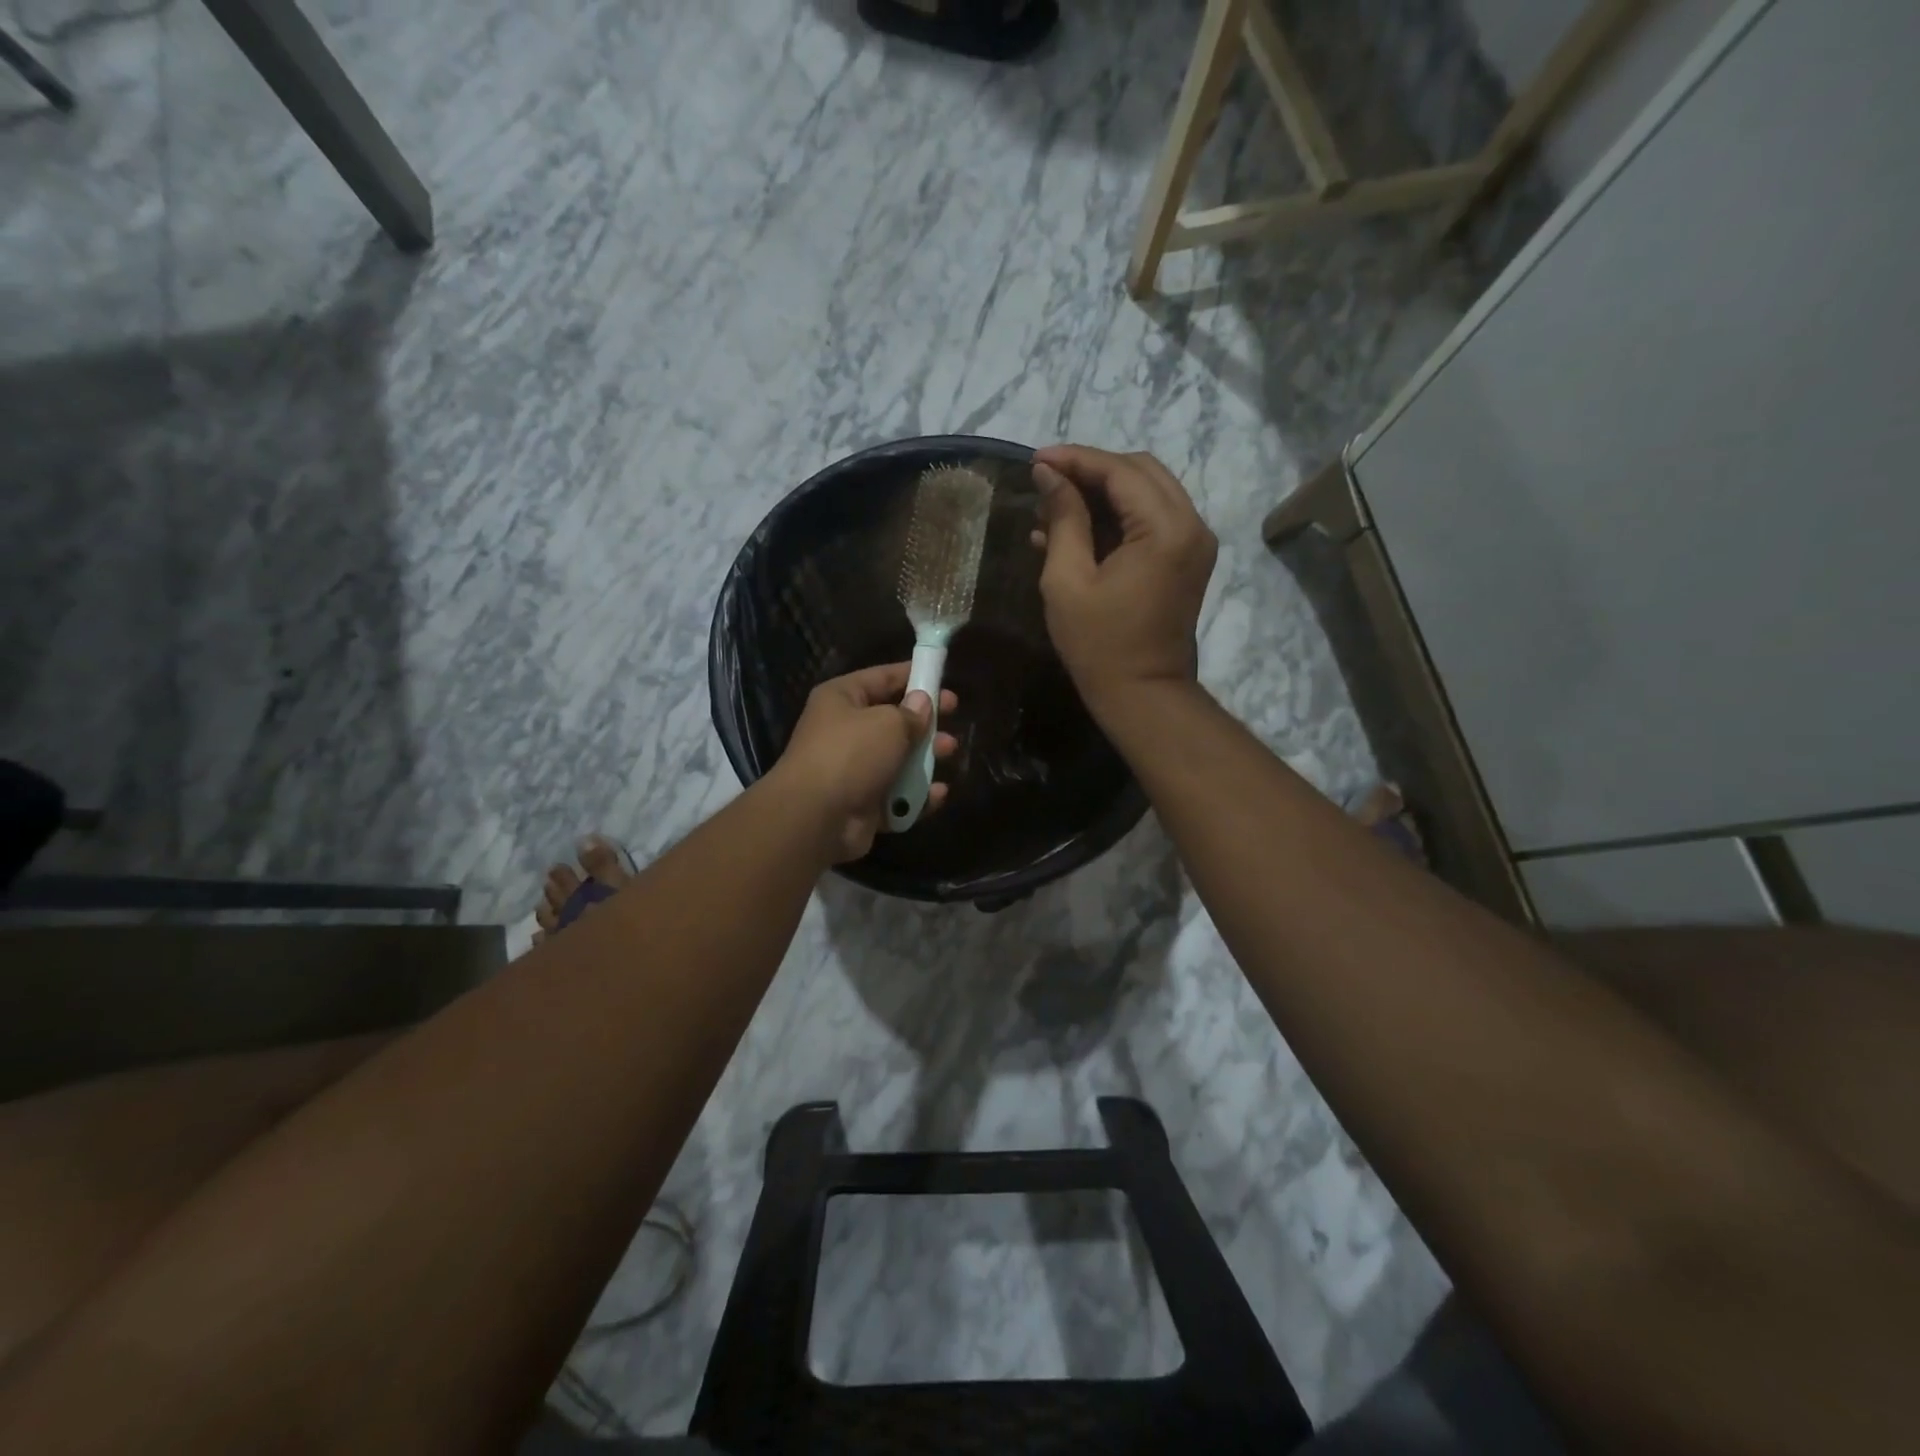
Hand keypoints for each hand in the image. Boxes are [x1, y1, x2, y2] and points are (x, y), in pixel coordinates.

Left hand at [771, 663, 958, 862]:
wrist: (816, 818)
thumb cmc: (852, 754)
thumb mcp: (889, 724)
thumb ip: (912, 712)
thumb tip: (922, 703)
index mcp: (842, 699)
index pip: (881, 677)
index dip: (912, 675)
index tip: (942, 677)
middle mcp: (844, 731)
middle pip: (892, 720)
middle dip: (924, 720)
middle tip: (953, 717)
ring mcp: (853, 770)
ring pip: (898, 759)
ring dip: (925, 757)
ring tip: (949, 751)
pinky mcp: (863, 803)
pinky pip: (897, 795)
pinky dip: (917, 796)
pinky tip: (937, 794)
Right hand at [1029, 445, 1217, 716]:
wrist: (1143, 695)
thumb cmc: (1099, 645)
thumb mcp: (1067, 580)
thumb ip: (1063, 519)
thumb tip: (1048, 474)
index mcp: (1166, 529)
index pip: (1121, 471)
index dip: (1076, 460)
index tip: (1035, 460)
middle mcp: (1191, 525)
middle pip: (1140, 472)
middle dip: (1091, 470)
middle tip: (1045, 480)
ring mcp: (1194, 543)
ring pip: (1147, 492)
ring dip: (1102, 493)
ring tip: (1052, 508)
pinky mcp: (1186, 559)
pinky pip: (1151, 520)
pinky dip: (1116, 518)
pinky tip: (1073, 530)